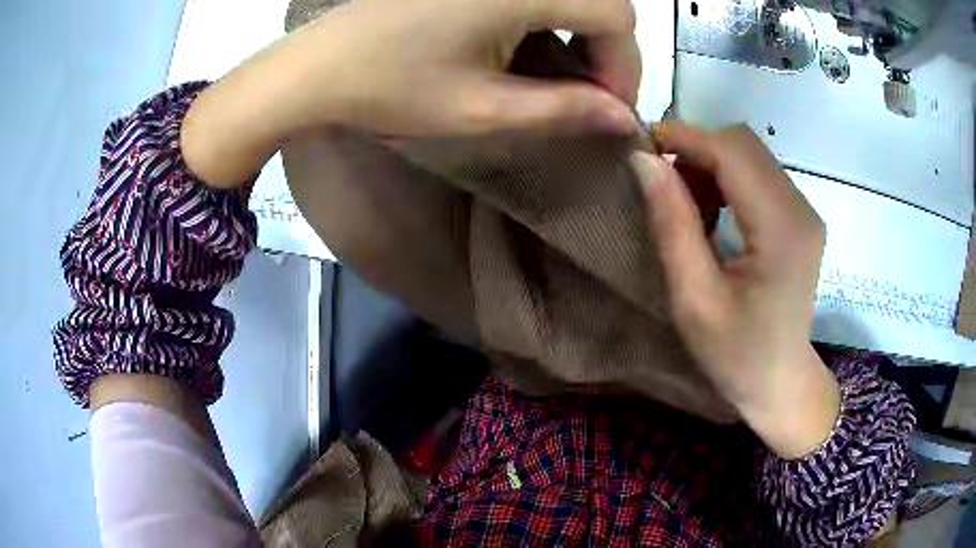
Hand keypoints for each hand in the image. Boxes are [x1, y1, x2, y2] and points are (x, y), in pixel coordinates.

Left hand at [182, 0, 641, 187]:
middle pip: (600, 0)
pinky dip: (551, 17)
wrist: (317, 67)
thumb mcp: (483, 109)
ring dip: (582, 32)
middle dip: (607, 49)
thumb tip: (624, 120)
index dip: (623, 64)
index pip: (616, 15)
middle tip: (589, 95)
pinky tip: (530, 44)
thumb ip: (564, 110)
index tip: (607, 106)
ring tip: (562, 74)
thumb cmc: (392, 89)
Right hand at [630, 122, 839, 458]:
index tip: (643, 148)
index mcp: (781, 229)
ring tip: (688, 208)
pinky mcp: (800, 218)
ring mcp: (805, 211)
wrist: (780, 383)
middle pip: (744, 144)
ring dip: (711, 166)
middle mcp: (801, 208)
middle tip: (664, 187)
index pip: (733, 151)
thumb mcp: (694, 298)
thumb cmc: (736, 355)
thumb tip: (644, 160)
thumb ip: (672, 224)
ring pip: (750, 155)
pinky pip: (759, 175)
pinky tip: (714, 215)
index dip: (685, 137)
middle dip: (697, 151)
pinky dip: (728, 180)